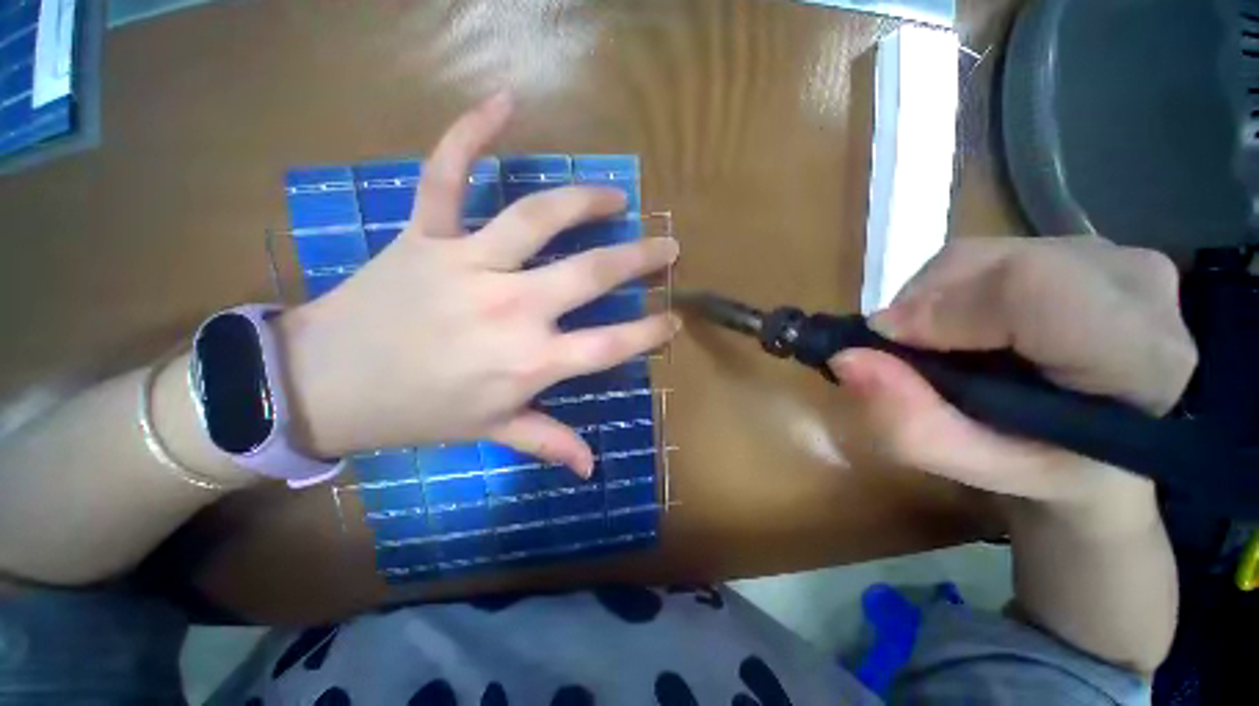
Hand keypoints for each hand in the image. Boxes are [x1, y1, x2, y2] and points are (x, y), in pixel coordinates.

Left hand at [278, 93, 679, 474]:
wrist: (325, 386)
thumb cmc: (418, 413)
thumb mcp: (491, 432)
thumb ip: (547, 443)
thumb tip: (592, 468)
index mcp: (528, 362)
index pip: (610, 345)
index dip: (649, 332)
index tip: (674, 320)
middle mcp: (510, 307)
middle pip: (592, 274)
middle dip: (640, 259)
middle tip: (668, 246)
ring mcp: (467, 264)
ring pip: (537, 217)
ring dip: (584, 201)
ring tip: (614, 197)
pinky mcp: (425, 235)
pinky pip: (446, 174)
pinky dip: (470, 133)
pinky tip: (504, 102)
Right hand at [829, 236, 1196, 516]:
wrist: (1112, 446)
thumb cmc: (1048, 466)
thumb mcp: (976, 467)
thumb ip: (911, 423)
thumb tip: (846, 358)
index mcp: (1140, 358)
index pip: (1033, 290)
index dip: (942, 309)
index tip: (886, 343)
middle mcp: (1139, 287)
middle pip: (996, 264)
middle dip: (925, 306)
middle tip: (910, 354)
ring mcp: (1117, 255)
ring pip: (985, 253)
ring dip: (935, 298)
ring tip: (941, 342)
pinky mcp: (1089, 244)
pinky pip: (991, 252)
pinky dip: (952, 288)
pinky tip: (966, 323)